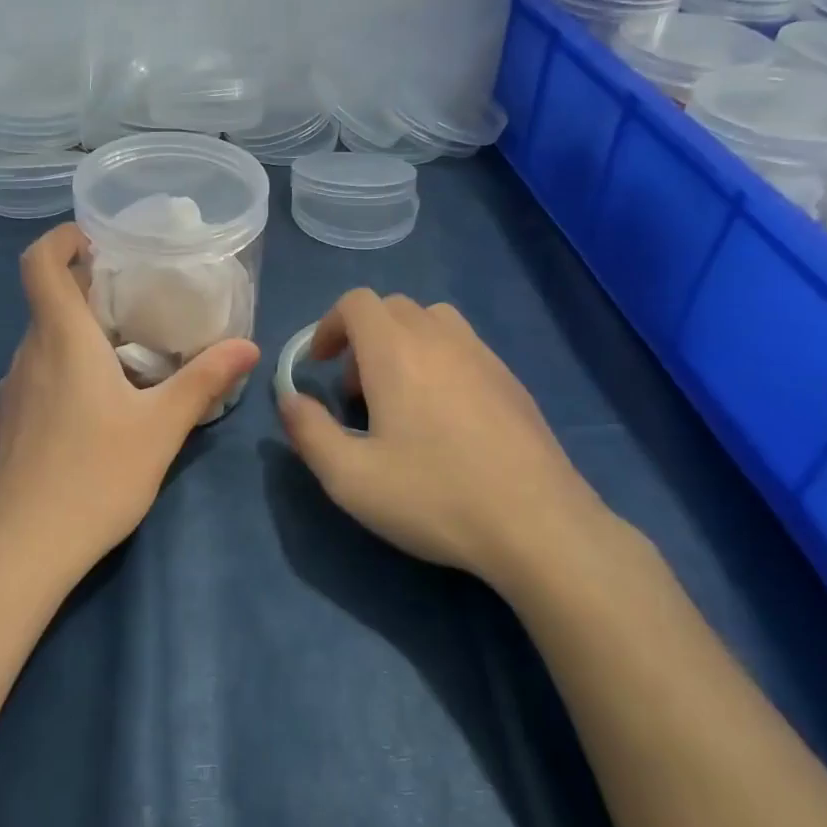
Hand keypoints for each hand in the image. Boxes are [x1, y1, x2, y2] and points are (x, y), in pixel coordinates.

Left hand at [0, 224, 259, 584]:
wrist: (17, 551)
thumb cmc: (93, 477)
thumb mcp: (161, 428)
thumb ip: (204, 380)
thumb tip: (247, 346)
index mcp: (61, 340)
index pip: (39, 264)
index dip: (61, 239)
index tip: (96, 239)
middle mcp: (27, 355)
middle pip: (49, 302)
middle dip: (90, 291)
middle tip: (140, 301)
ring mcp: (10, 392)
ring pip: (45, 342)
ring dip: (81, 335)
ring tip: (129, 356)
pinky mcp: (7, 425)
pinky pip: (38, 376)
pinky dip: (67, 369)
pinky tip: (99, 409)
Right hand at [278, 290, 609, 588]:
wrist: (537, 524)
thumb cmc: (434, 496)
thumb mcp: (350, 478)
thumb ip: (308, 432)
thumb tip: (288, 399)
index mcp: (396, 351)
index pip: (356, 302)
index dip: (328, 325)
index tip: (318, 366)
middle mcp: (441, 338)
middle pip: (393, 307)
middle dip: (362, 338)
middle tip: (355, 391)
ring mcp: (483, 355)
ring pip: (432, 321)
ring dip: (402, 344)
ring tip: (399, 398)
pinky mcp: (511, 380)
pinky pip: (464, 347)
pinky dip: (438, 360)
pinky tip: (444, 418)